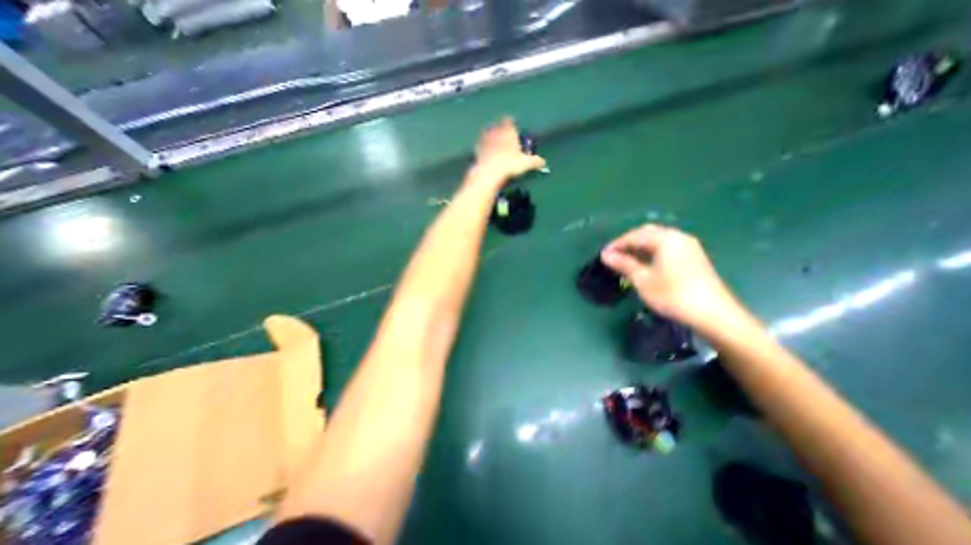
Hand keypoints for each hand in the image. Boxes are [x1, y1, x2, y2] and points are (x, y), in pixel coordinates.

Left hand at [470, 114, 545, 184]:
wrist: (489, 172)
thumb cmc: (509, 164)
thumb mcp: (526, 164)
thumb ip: (535, 161)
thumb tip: (543, 162)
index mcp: (508, 131)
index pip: (509, 121)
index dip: (510, 123)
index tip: (511, 126)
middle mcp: (496, 132)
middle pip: (497, 126)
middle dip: (500, 130)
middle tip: (503, 136)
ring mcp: (485, 141)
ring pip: (487, 134)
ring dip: (490, 137)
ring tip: (493, 143)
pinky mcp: (477, 150)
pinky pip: (480, 146)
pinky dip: (483, 148)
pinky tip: (485, 154)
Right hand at [600, 223, 744, 328]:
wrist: (714, 314)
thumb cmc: (673, 295)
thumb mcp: (643, 280)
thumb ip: (623, 264)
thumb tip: (605, 255)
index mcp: (666, 239)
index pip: (635, 236)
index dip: (617, 244)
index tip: (603, 255)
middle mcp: (678, 237)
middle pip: (647, 233)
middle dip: (629, 242)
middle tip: (614, 255)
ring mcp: (688, 246)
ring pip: (658, 239)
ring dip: (640, 247)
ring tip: (626, 260)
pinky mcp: (694, 257)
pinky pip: (667, 247)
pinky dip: (652, 251)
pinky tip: (645, 264)